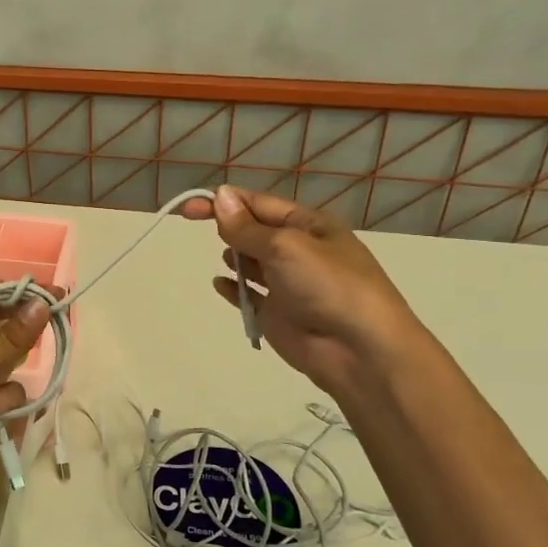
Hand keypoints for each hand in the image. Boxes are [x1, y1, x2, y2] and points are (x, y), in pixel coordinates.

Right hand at [181, 185, 421, 393]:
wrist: (359, 350)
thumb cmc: (328, 286)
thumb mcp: (286, 246)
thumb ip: (246, 227)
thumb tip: (219, 196)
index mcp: (309, 226)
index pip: (259, 204)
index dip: (224, 202)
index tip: (189, 208)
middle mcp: (299, 251)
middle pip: (254, 231)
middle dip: (230, 227)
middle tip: (212, 234)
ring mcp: (288, 284)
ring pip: (251, 262)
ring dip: (234, 256)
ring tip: (228, 260)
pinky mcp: (277, 315)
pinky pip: (249, 295)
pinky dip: (233, 288)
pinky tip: (219, 284)